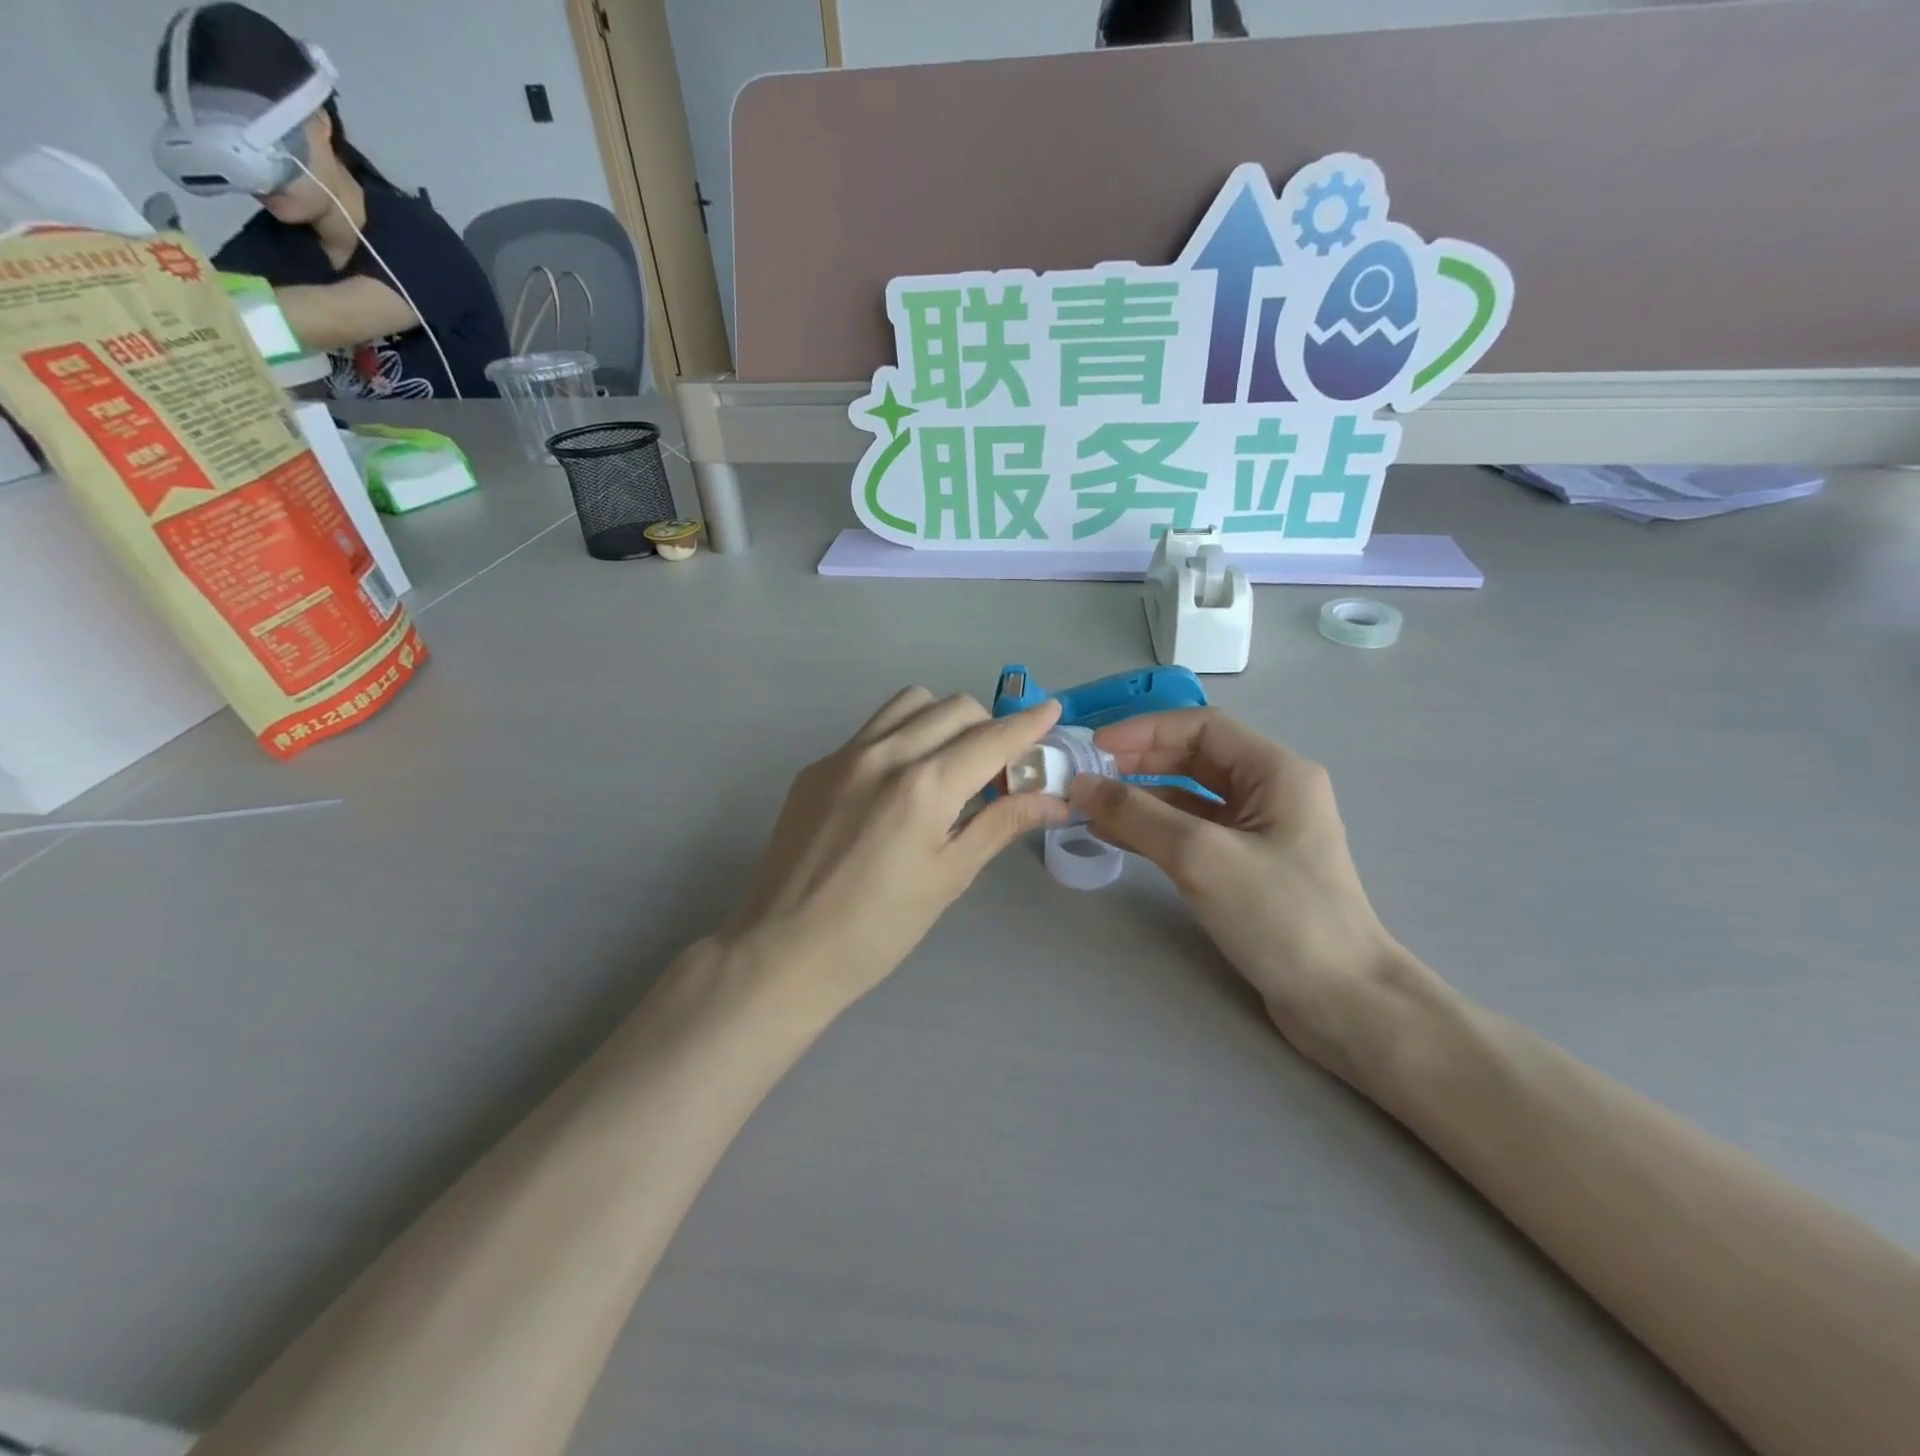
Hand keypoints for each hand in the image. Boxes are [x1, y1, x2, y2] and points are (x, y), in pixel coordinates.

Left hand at [727, 688, 1069, 1010]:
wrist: (784, 951)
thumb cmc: (878, 929)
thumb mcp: (949, 878)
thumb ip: (1000, 825)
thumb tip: (1056, 801)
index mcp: (924, 787)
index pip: (991, 738)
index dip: (1028, 724)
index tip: (1052, 710)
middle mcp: (884, 754)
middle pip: (953, 707)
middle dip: (987, 726)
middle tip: (996, 768)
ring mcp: (843, 755)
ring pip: (909, 703)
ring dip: (942, 719)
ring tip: (948, 764)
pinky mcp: (816, 767)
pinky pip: (871, 730)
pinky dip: (901, 738)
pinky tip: (898, 785)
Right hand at [1068, 710, 1403, 1076]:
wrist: (1343, 1001)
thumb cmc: (1280, 915)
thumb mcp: (1201, 856)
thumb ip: (1137, 814)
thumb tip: (1081, 784)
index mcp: (1275, 771)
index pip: (1202, 727)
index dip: (1145, 731)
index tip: (1095, 748)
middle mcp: (1271, 790)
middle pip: (1194, 758)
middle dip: (1138, 763)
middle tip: (1087, 777)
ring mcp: (1261, 830)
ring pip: (1190, 796)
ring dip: (1141, 797)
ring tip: (1091, 806)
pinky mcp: (1249, 866)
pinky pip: (1194, 831)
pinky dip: (1155, 829)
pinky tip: (1116, 836)